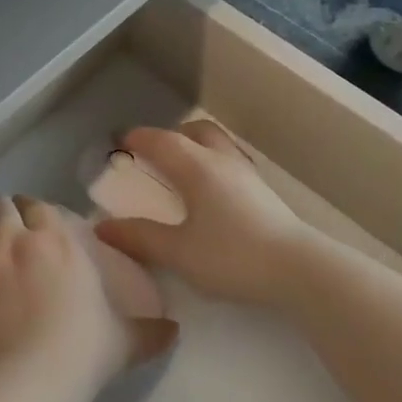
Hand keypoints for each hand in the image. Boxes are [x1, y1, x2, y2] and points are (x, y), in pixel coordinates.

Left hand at [0, 193, 176, 383]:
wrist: (28, 382)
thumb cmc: (82, 349)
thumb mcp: (122, 340)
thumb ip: (148, 331)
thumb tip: (174, 332)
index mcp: (53, 239)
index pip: (35, 204)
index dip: (32, 209)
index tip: (33, 220)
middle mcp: (12, 240)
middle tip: (5, 229)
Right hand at [94, 121, 320, 308]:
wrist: (299, 270)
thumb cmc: (232, 256)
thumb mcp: (179, 253)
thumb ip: (141, 238)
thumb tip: (103, 228)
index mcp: (197, 167)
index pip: (162, 141)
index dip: (139, 139)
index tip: (122, 143)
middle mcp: (222, 160)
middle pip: (195, 132)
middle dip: (172, 136)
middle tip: (155, 154)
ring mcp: (247, 174)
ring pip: (218, 144)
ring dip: (196, 147)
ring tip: (183, 170)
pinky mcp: (264, 192)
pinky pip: (231, 162)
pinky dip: (213, 163)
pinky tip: (213, 192)